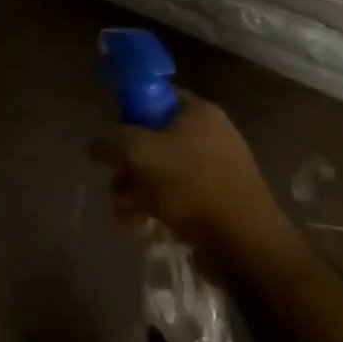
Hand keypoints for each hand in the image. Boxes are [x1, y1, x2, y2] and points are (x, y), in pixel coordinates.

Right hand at [92, 91, 303, 277]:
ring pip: (163, 171)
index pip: (155, 96)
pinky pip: (178, 197)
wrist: (246, 244)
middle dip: (128, 163)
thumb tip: (96, 141)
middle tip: (113, 183)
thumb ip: (111, 139)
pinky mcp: (219, 201)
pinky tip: (141, 228)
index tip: (111, 136)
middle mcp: (211, 134)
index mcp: (198, 111)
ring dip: (137, 190)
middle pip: (155, 138)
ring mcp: (217, 169)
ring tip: (121, 214)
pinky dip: (157, 208)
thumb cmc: (191, 186)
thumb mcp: (139, 153)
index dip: (128, 112)